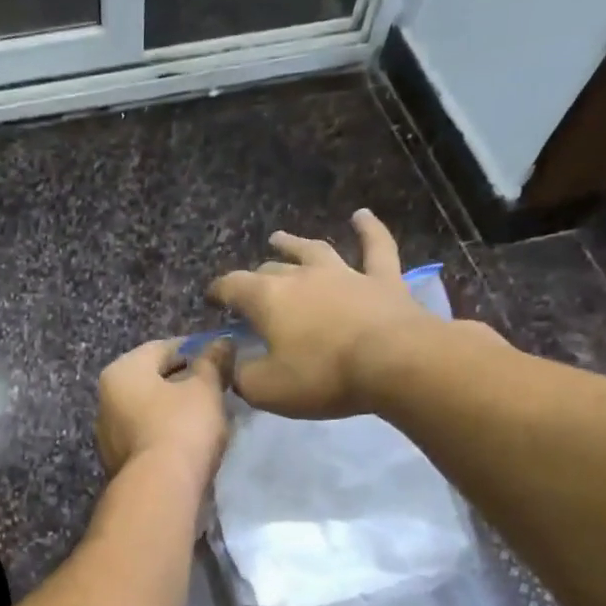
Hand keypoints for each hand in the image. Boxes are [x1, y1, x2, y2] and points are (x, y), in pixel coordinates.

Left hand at [95, 338, 233, 484]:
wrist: (160, 490)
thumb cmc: (181, 427)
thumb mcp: (204, 389)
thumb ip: (212, 362)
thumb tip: (221, 342)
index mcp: (121, 371)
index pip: (161, 348)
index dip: (194, 348)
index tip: (221, 356)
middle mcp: (106, 399)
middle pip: (151, 379)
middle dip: (183, 380)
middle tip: (217, 385)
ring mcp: (109, 434)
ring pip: (149, 410)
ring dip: (174, 409)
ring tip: (208, 414)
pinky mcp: (119, 462)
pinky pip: (147, 436)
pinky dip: (167, 433)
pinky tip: (192, 440)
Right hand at [209, 210, 482, 418]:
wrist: (395, 362)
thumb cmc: (322, 376)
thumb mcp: (266, 389)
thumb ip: (242, 376)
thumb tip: (234, 365)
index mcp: (267, 299)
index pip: (231, 286)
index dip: (217, 291)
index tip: (210, 299)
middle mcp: (301, 276)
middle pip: (270, 270)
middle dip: (255, 277)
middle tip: (249, 289)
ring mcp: (344, 273)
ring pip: (313, 250)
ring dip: (294, 244)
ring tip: (279, 237)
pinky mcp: (383, 279)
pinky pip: (375, 247)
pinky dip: (369, 229)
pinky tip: (362, 216)